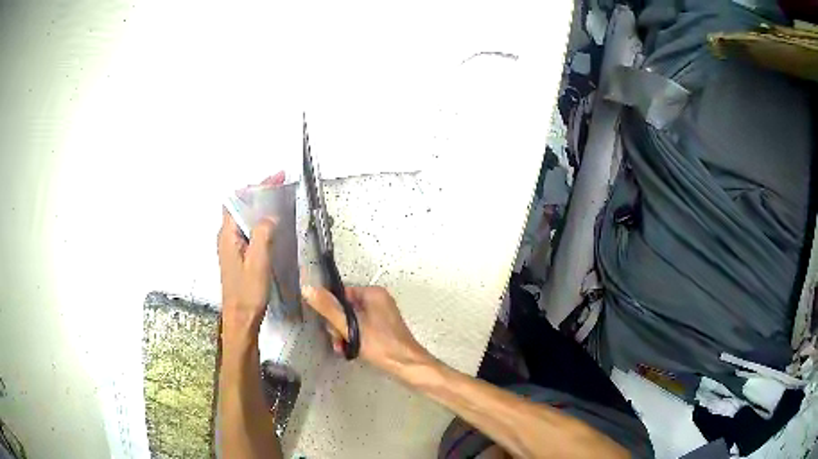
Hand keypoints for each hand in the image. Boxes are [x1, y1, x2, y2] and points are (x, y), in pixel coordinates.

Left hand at [218, 172, 284, 342]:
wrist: (240, 319)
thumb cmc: (247, 292)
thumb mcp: (257, 263)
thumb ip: (262, 235)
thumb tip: (270, 216)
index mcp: (227, 235)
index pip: (237, 200)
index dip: (254, 186)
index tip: (275, 179)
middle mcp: (226, 237)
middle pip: (239, 206)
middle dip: (259, 192)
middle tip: (281, 185)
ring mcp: (231, 247)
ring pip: (244, 218)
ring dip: (260, 206)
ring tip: (279, 199)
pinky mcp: (238, 255)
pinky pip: (248, 230)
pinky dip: (259, 221)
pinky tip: (273, 225)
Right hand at [301, 285, 431, 373]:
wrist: (407, 366)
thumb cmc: (380, 344)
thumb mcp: (350, 326)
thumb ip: (328, 308)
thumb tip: (307, 288)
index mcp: (373, 293)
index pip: (341, 294)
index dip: (331, 311)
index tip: (330, 327)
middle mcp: (378, 300)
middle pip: (345, 309)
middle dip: (338, 327)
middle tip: (339, 341)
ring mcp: (381, 315)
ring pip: (352, 321)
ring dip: (344, 335)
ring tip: (343, 349)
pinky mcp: (382, 329)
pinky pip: (361, 328)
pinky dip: (354, 339)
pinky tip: (349, 351)